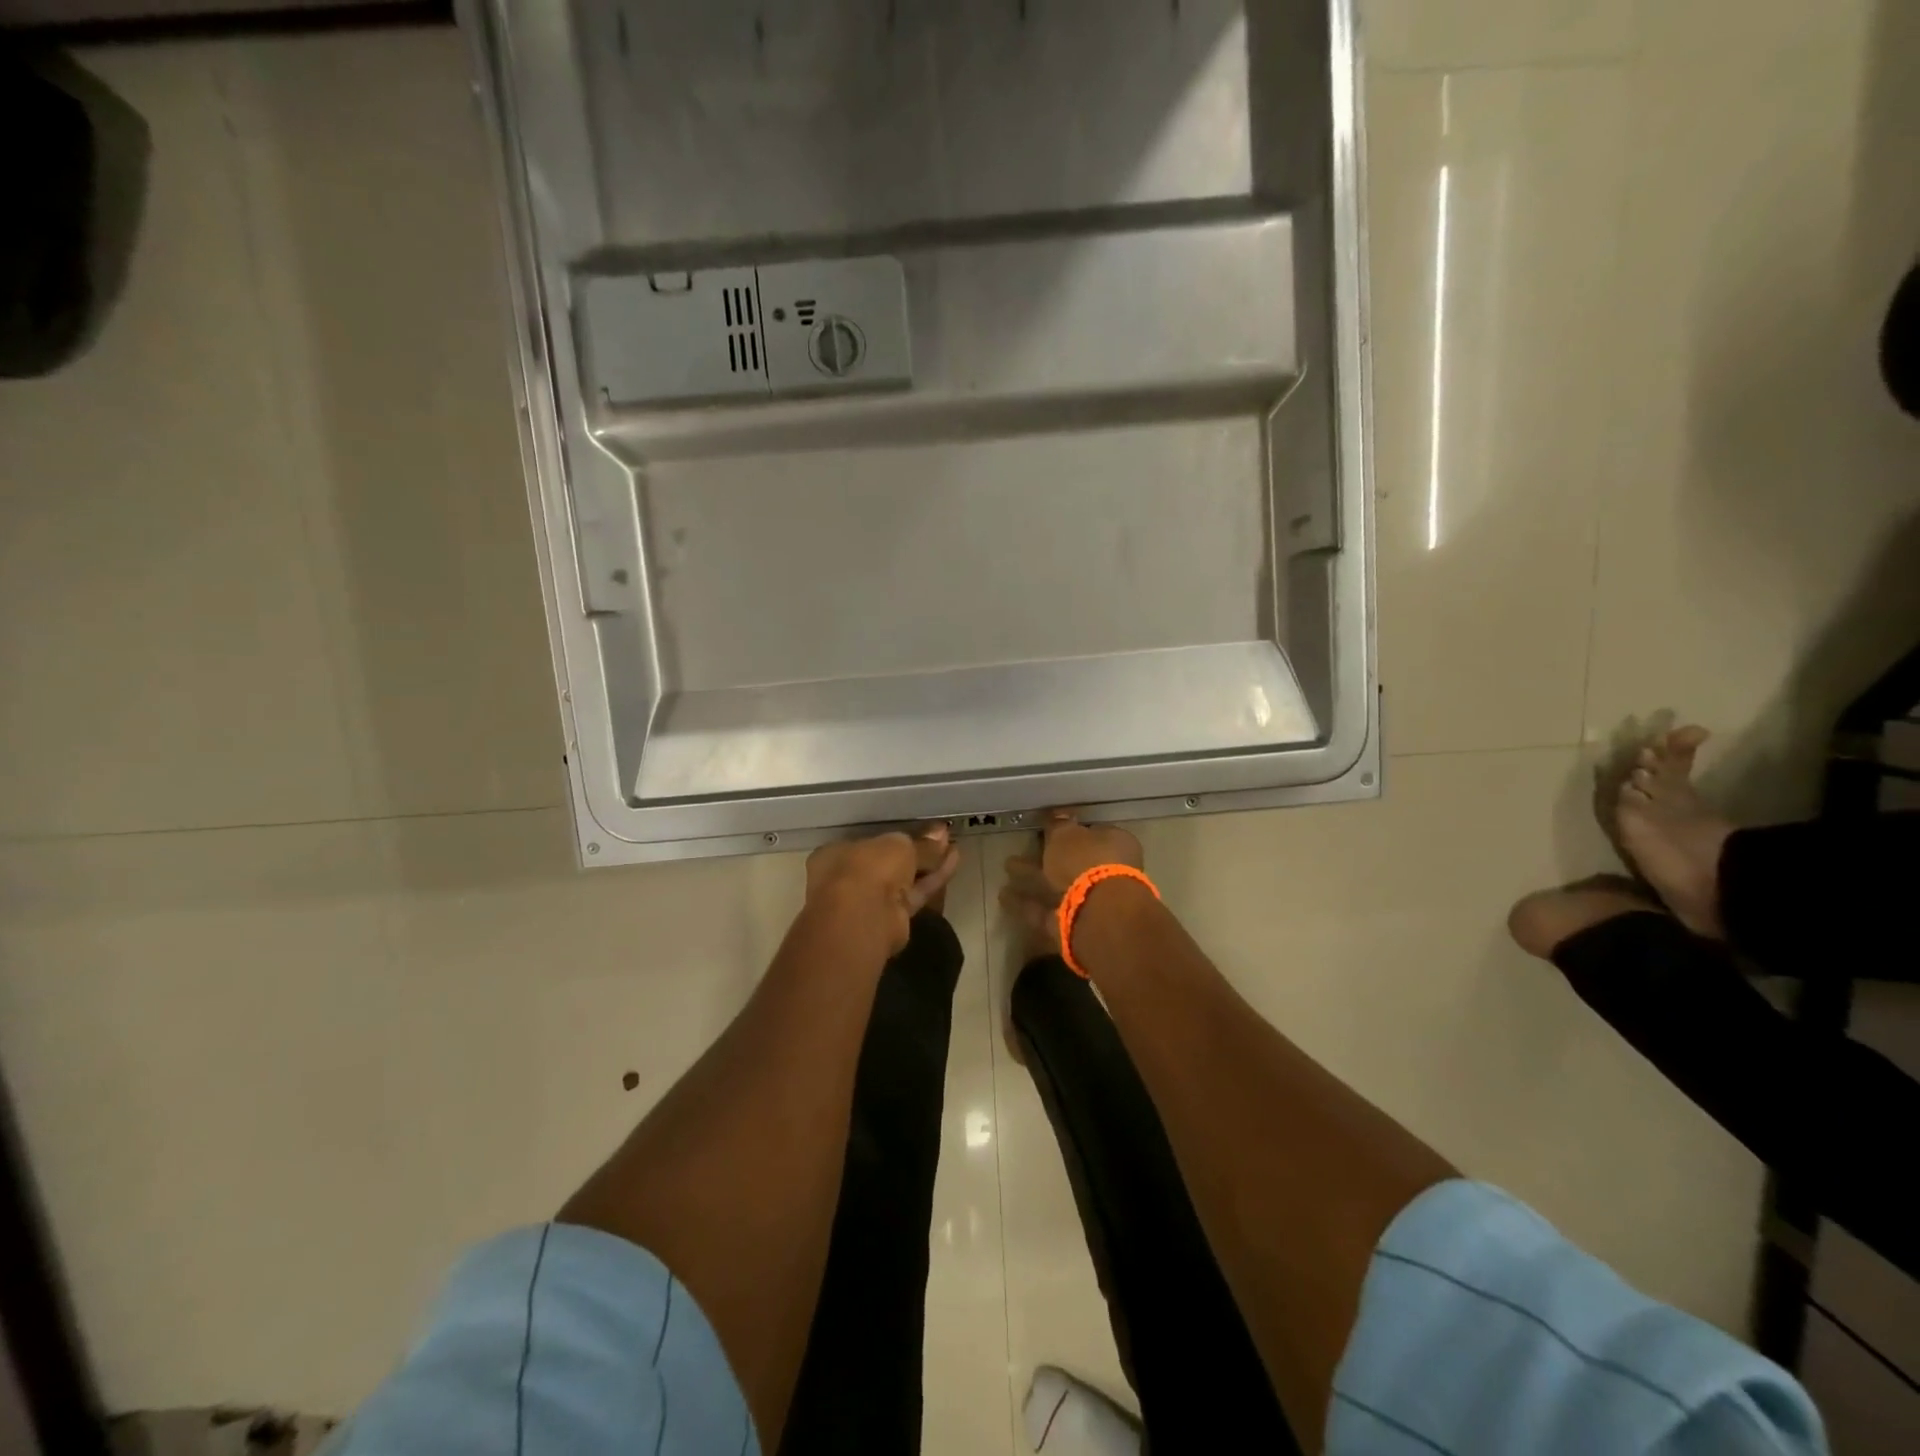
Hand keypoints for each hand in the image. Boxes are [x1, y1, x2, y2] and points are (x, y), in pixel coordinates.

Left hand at [805, 823, 960, 956]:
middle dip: (915, 851)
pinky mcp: (891, 920)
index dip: (894, 839)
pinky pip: (915, 893)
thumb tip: (940, 833)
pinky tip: (954, 861)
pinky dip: (933, 879)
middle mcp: (849, 879)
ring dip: (928, 864)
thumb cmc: (867, 868)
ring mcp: (869, 902)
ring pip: (903, 880)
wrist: (863, 917)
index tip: (917, 833)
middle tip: (941, 838)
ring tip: (952, 847)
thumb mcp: (898, 846)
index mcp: (836, 855)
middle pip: (888, 863)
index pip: (868, 844)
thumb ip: (920, 844)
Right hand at [999, 809, 1144, 958]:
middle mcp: (1109, 872)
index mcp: (1115, 844)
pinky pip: (1047, 910)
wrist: (1099, 913)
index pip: (1092, 833)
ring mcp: (1092, 901)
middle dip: (1047, 856)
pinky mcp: (1074, 925)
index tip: (1048, 828)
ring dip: (1033, 878)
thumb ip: (1058, 825)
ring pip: (1059, 886)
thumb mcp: (1066, 834)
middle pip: (1074, 862)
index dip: (1070, 830)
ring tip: (1006, 869)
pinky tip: (1004, 897)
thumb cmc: (1087, 860)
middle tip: (1023, 848)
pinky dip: (1027, 904)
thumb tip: (1058, 816)